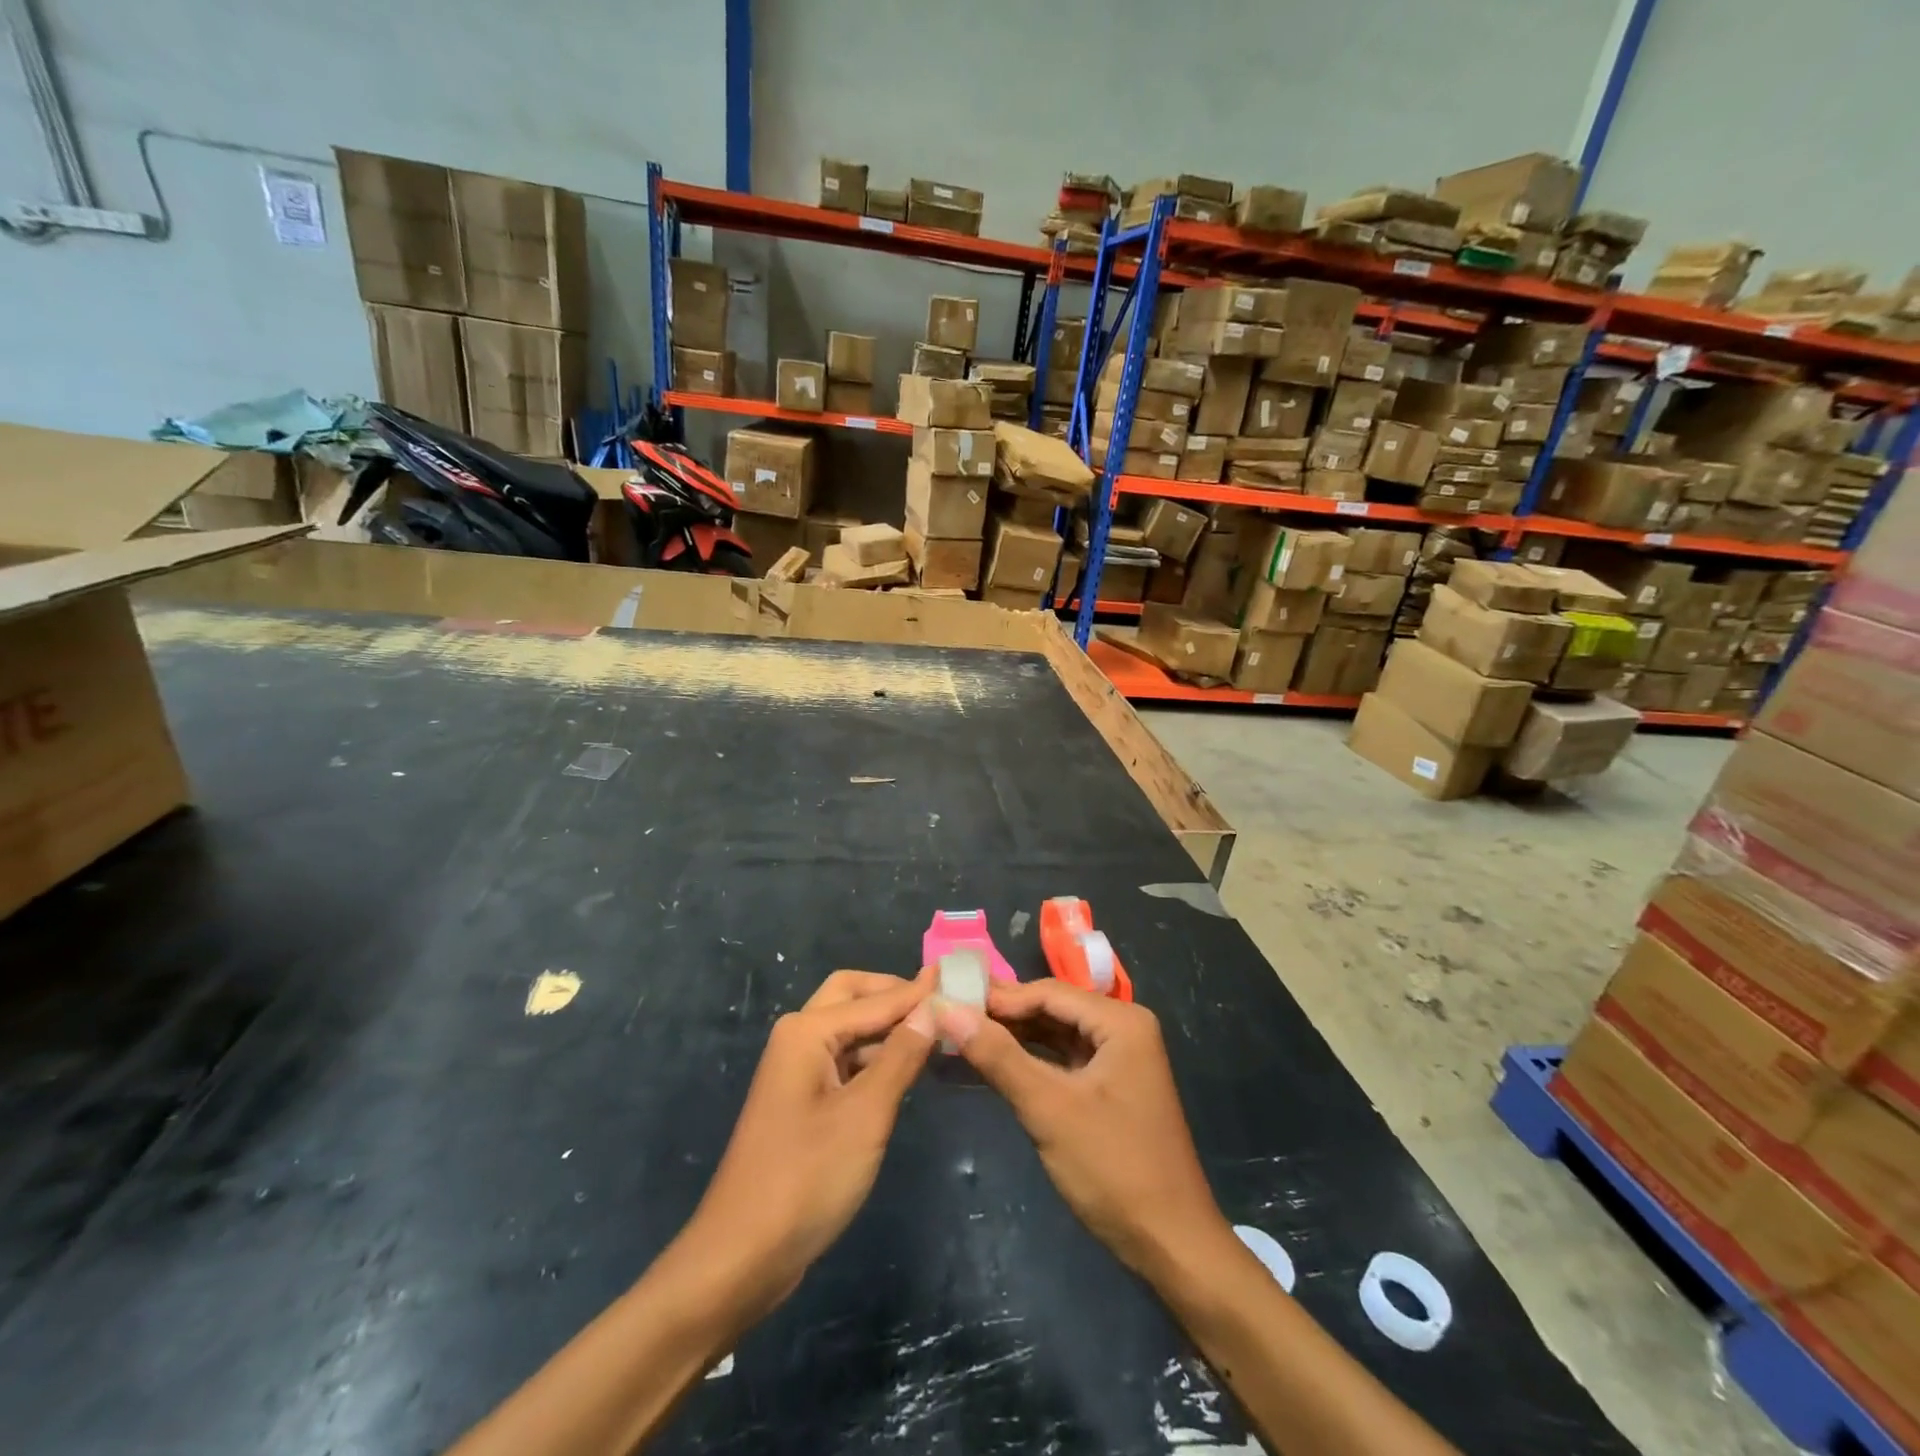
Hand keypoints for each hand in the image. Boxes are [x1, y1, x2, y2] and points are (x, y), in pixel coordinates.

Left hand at [681, 969, 935, 1319]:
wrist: (742, 1256)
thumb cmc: (807, 1178)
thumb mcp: (865, 1115)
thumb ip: (901, 1056)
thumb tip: (932, 1007)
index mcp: (807, 1031)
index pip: (875, 998)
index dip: (918, 991)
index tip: (960, 980)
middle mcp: (798, 1038)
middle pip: (853, 997)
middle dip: (895, 995)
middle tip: (942, 1002)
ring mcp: (798, 1070)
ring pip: (850, 1030)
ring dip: (888, 1027)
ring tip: (938, 1033)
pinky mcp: (803, 1100)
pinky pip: (845, 1061)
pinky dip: (876, 1057)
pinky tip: (908, 1069)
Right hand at [936, 980, 1228, 1279]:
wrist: (1172, 1244)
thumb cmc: (1113, 1168)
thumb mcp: (1049, 1108)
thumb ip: (998, 1056)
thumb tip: (948, 1009)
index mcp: (1121, 1022)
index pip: (1048, 992)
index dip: (998, 997)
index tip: (950, 1001)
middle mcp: (1124, 1028)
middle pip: (1053, 1008)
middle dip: (1004, 1016)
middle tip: (950, 1017)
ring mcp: (1121, 1058)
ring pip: (1056, 1034)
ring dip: (1014, 1037)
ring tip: (963, 1036)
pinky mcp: (1112, 1086)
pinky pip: (1064, 1059)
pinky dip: (1032, 1061)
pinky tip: (996, 1063)